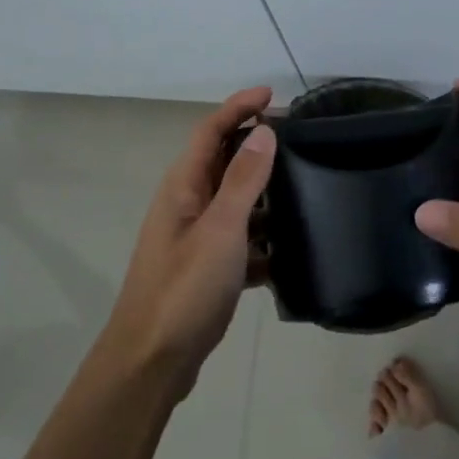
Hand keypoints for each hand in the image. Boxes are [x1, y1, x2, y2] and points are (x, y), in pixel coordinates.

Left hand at [99, 87, 276, 393]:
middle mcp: (187, 204)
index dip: (238, 107)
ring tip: (307, 191)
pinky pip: (241, 240)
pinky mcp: (206, 268)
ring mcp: (195, 238)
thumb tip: (264, 132)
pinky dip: (263, 240)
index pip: (211, 130)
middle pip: (224, 161)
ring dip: (265, 194)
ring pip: (235, 202)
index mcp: (183, 186)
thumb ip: (243, 180)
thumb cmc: (184, 289)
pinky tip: (292, 253)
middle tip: (300, 139)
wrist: (151, 363)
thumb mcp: (221, 230)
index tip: (273, 94)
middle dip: (257, 146)